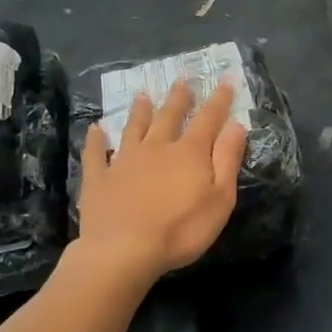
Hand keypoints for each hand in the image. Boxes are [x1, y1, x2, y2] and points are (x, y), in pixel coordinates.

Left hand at [76, 79, 248, 285]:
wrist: (123, 250)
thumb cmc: (181, 230)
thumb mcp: (220, 198)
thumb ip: (227, 160)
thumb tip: (236, 125)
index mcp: (189, 153)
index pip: (208, 119)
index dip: (219, 100)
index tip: (225, 81)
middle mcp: (156, 148)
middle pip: (168, 117)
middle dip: (178, 98)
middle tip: (182, 80)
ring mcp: (124, 161)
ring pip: (133, 128)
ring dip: (139, 111)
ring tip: (142, 95)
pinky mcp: (99, 178)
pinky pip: (96, 154)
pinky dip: (96, 140)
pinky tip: (95, 129)